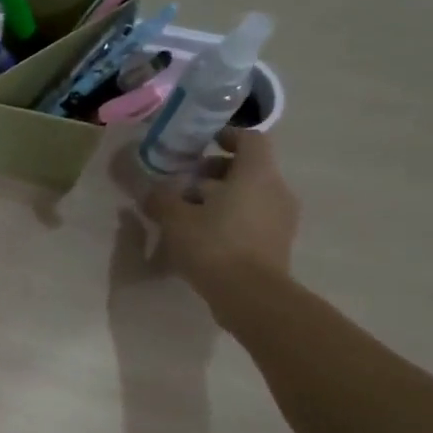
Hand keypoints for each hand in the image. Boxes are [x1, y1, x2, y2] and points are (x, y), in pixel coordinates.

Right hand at [143, 128, 299, 315]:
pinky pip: (254, 219)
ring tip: (190, 214)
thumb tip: (151, 190)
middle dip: (215, 172)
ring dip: (222, 198)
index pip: (250, 139)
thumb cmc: (214, 246)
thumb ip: (161, 199)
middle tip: (185, 184)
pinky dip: (231, 220)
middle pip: (248, 169)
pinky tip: (205, 238)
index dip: (226, 136)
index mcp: (255, 173)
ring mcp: (281, 218)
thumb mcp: (175, 219)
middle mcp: (275, 189)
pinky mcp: (277, 244)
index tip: (202, 144)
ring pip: (250, 195)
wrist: (251, 296)